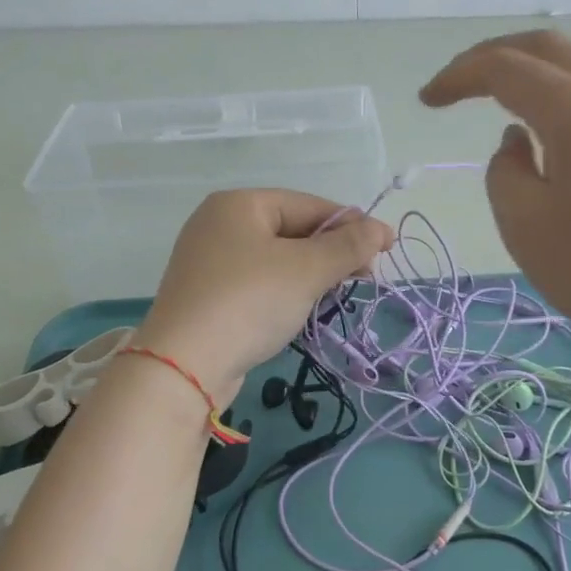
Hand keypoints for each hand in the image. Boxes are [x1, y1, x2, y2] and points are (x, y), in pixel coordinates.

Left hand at [134, 190, 393, 404]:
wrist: (184, 366)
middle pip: (292, 230)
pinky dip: (285, 292)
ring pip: (277, 259)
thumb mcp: (306, 270)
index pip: (309, 204)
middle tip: (365, 278)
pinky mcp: (208, 296)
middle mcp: (219, 224)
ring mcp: (209, 261)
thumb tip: (380, 229)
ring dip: (311, 274)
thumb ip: (347, 246)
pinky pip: (258, 283)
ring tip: (337, 294)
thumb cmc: (249, 302)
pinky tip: (303, 309)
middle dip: (331, 252)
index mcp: (239, 204)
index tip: (386, 248)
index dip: (351, 225)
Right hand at [419, 30, 570, 357]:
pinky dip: (558, 94)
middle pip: (547, 48)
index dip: (459, 75)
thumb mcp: (524, 224)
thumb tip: (519, 143)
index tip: (427, 100)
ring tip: (494, 102)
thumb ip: (504, 170)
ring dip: (529, 73)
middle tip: (456, 85)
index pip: (506, 68)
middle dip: (493, 56)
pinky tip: (544, 131)